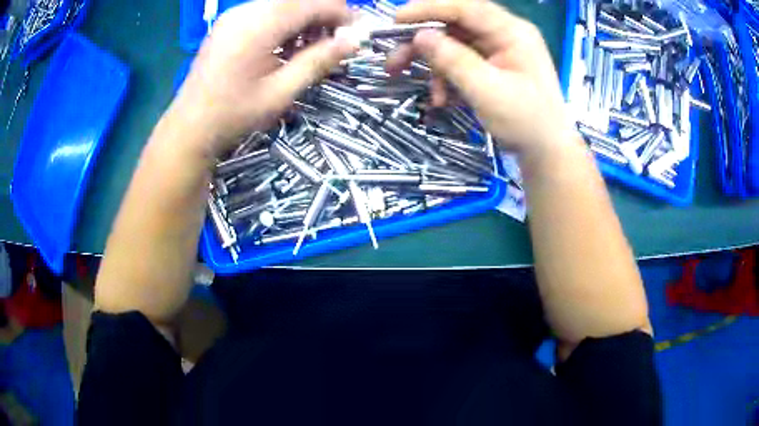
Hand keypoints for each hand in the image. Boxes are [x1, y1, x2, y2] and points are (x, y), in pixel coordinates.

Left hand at [170, 0, 355, 157]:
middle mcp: (246, 11)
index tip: (357, 34)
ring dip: (305, 19)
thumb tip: (355, 40)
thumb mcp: (281, 92)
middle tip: (335, 43)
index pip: (313, 3)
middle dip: (324, 16)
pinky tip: (286, 45)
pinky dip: (285, 22)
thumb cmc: (234, 115)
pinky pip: (266, 11)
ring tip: (310, 48)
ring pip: (284, 3)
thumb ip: (319, 60)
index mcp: (259, 26)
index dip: (341, 14)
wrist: (189, 127)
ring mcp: (235, 14)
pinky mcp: (229, 22)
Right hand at [390, 0, 578, 165]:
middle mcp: (504, 35)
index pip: (466, 8)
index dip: (429, 9)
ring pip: (455, 46)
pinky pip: (461, 63)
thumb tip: (420, 36)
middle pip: (456, 26)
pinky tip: (443, 100)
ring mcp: (498, 51)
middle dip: (425, 43)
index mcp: (513, 32)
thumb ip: (453, 60)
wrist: (546, 152)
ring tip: (429, 94)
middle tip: (394, 61)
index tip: (396, 19)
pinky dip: (448, 79)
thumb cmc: (525, 122)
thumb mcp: (487, 91)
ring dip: (435, 67)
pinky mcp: (492, 67)